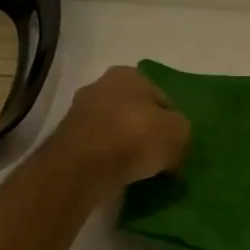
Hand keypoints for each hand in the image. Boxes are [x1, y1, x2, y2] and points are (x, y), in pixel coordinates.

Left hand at [54, 65, 190, 191]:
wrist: (83, 166)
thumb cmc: (136, 137)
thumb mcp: (179, 133)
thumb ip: (182, 133)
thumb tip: (174, 147)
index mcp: (129, 75)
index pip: (162, 99)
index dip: (173, 123)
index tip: (176, 146)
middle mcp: (101, 85)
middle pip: (135, 112)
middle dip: (147, 133)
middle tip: (160, 158)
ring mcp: (80, 112)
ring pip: (115, 130)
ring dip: (126, 147)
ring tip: (140, 171)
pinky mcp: (67, 139)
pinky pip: (98, 148)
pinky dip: (109, 160)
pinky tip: (119, 175)